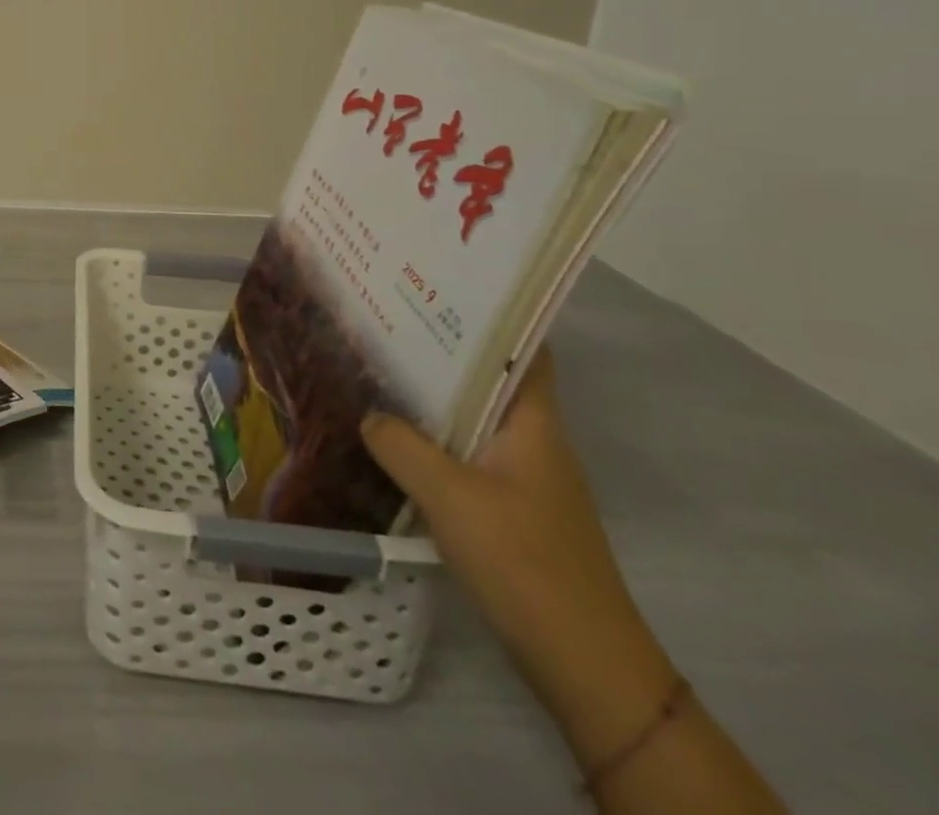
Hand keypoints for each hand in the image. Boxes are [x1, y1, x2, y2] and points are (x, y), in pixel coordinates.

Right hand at [360, 350, 676, 756]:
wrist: (582, 663)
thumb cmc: (524, 562)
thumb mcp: (449, 496)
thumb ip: (401, 445)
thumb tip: (368, 413)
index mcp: (532, 426)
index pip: (524, 352)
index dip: (491, 316)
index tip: (439, 288)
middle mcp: (532, 442)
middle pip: (488, 380)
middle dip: (442, 351)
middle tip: (386, 321)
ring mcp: (522, 478)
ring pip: (472, 418)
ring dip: (433, 396)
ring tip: (378, 369)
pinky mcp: (509, 510)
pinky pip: (465, 454)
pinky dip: (433, 439)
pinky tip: (393, 438)